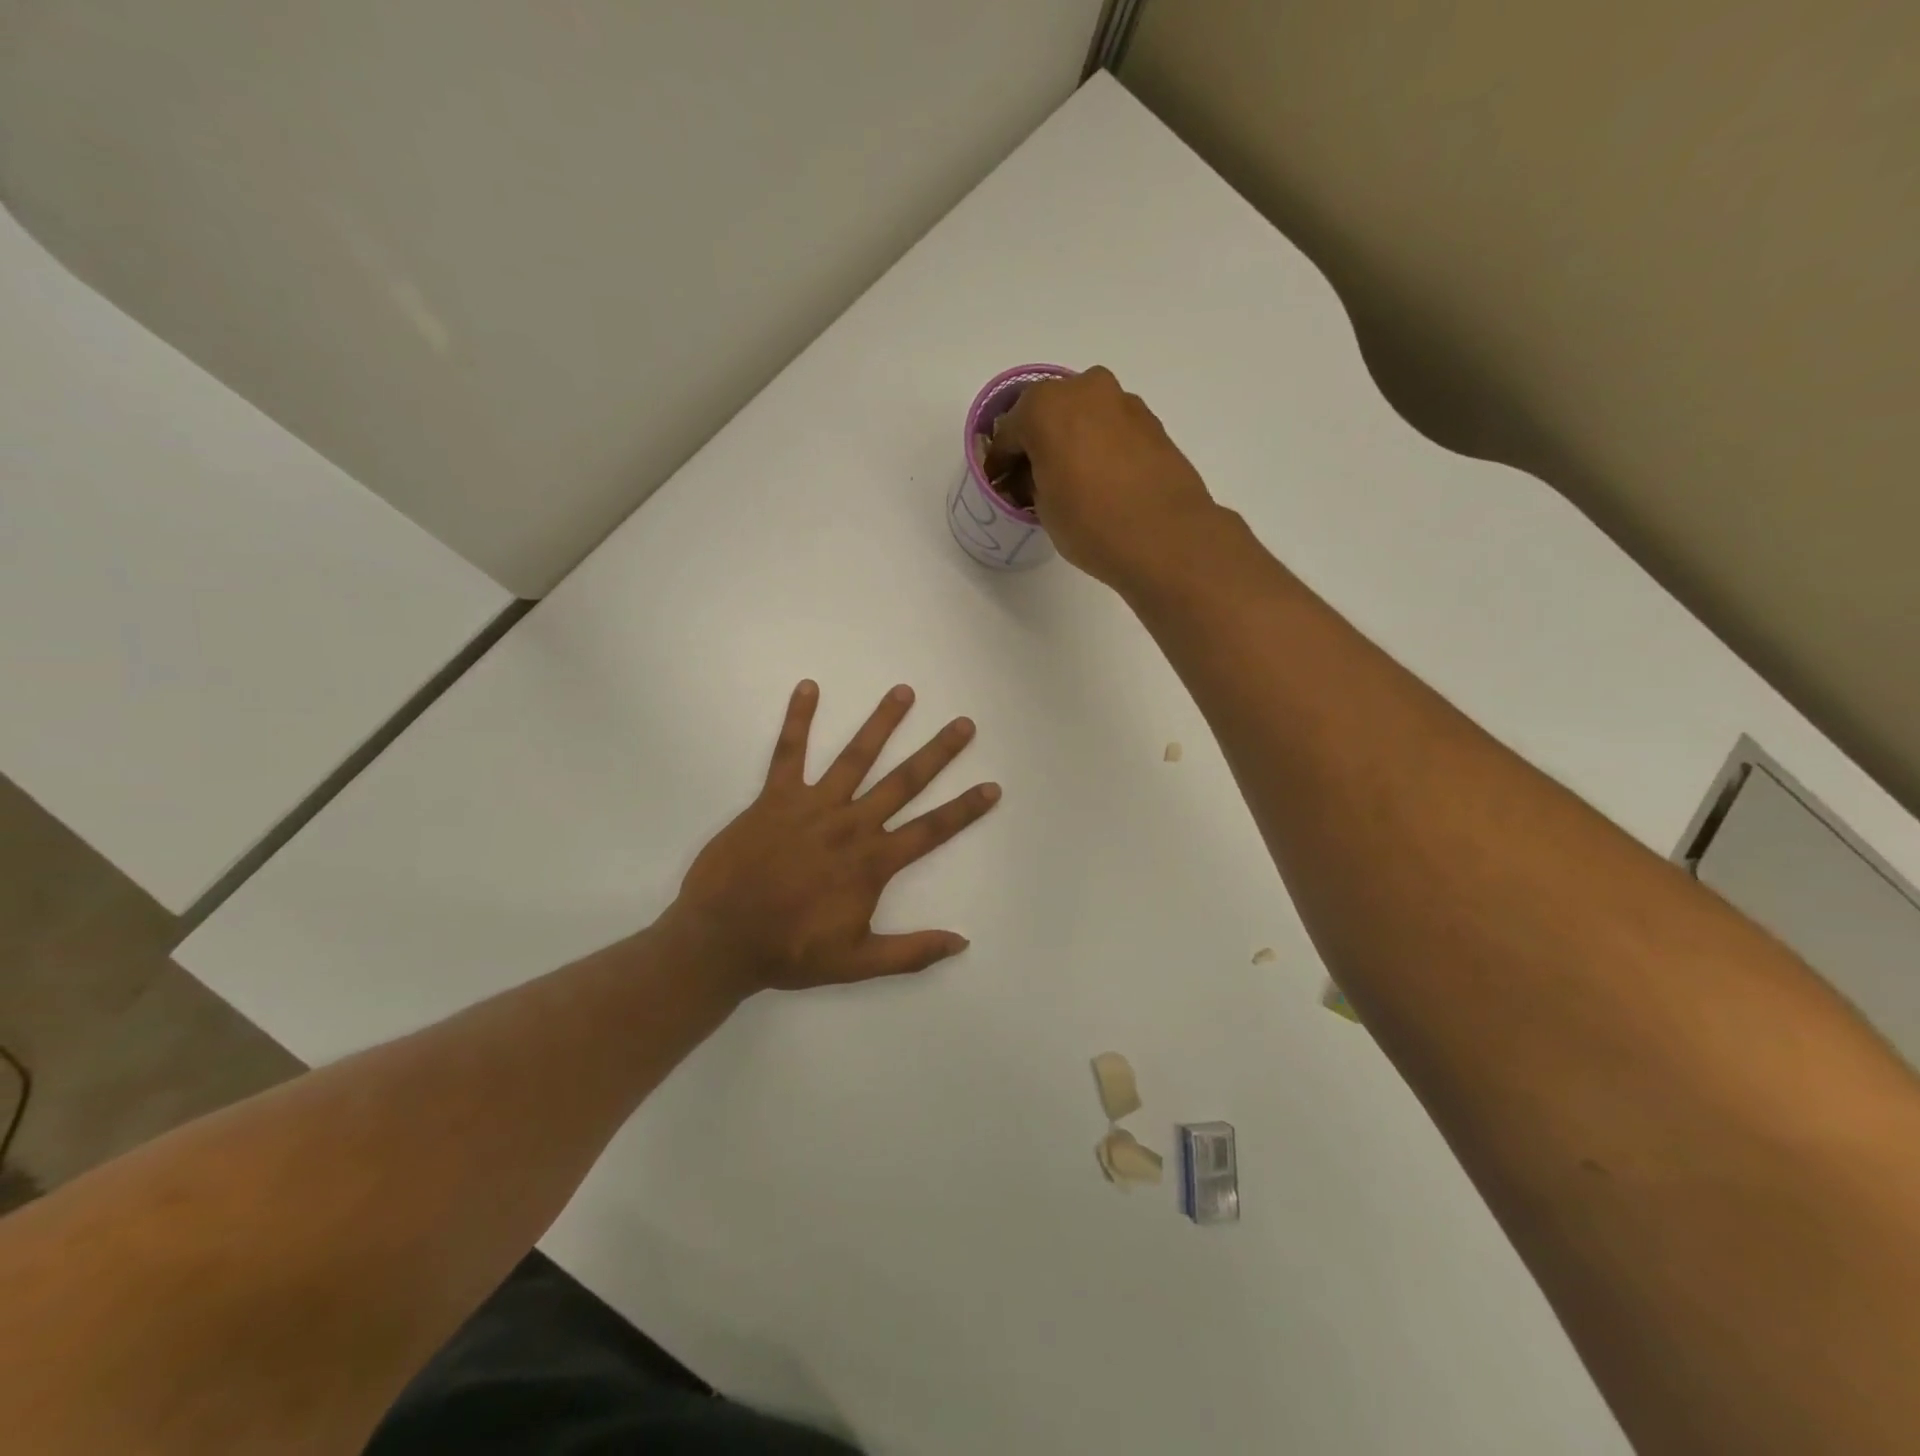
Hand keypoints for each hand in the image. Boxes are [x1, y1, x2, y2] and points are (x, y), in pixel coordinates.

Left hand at [668, 681, 1000, 994]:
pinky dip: (798, 719)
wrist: (721, 939)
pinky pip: (789, 752)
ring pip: (855, 756)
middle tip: (963, 724)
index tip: (992, 786)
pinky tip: (808, 686)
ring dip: (882, 723)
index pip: (931, 830)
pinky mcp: (775, 797)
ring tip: (904, 692)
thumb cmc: (790, 951)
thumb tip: (962, 941)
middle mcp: (850, 824)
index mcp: (872, 862)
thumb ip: (911, 952)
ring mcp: (812, 806)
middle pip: (903, 782)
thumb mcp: (857, 963)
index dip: (964, 809)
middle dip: (937, 752)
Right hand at [987, 366, 1216, 585]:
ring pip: (1083, 417)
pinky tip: (1100, 480)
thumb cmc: (1090, 522)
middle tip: (1031, 479)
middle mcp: (1084, 389)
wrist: (1165, 537)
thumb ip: (1032, 480)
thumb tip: (1037, 475)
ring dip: (1070, 442)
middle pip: (1048, 413)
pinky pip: (1110, 429)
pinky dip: (1099, 447)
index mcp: (1045, 406)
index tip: (999, 485)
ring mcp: (1123, 402)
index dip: (1000, 462)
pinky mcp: (1151, 422)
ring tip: (1069, 481)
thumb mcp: (1043, 507)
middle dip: (1036, 443)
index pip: (1008, 432)